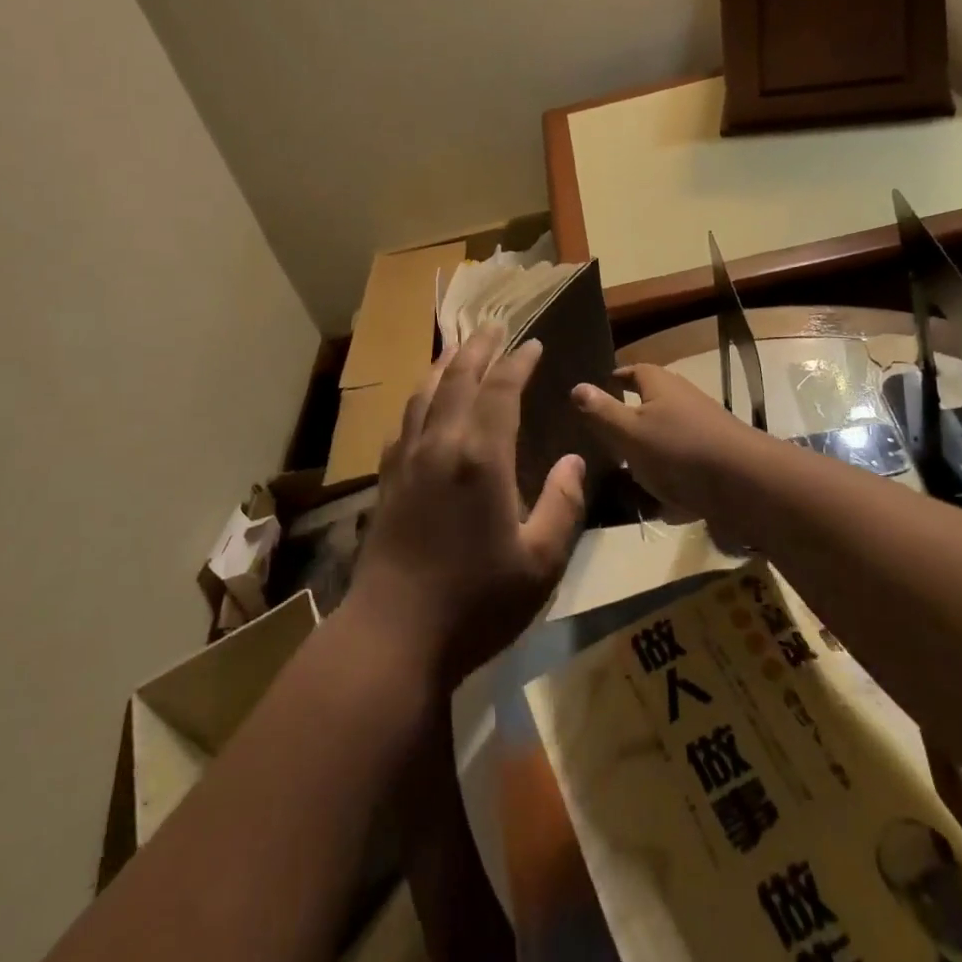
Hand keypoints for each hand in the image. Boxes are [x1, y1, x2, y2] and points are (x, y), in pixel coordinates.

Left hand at [350, 325, 586, 687]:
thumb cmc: (476, 602)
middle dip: (478, 348)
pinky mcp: (386, 480)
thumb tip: (575, 460)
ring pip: (424, 394)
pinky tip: (424, 406)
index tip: (533, 344)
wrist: (394, 635)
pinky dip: (420, 400)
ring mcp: (407, 460)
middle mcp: (440, 444)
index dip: (518, 362)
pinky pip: (404, 422)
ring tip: (459, 350)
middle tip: (492, 326)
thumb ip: (562, 504)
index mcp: (480, 457)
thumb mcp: (540, 563)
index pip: (501, 390)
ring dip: (445, 365)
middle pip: (458, 378)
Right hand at [572, 364, 763, 523]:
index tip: (594, 394)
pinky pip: (685, 471)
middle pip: (648, 407)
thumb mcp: (629, 431)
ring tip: (624, 481)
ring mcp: (702, 431)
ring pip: (665, 442)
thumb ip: (600, 411)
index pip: (631, 371)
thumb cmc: (679, 450)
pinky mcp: (715, 462)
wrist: (747, 486)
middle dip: (627, 425)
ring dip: (648, 460)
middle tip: (601, 444)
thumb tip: (576, 386)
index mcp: (659, 385)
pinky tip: (662, 507)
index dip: (613, 380)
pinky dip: (673, 486)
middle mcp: (682, 401)